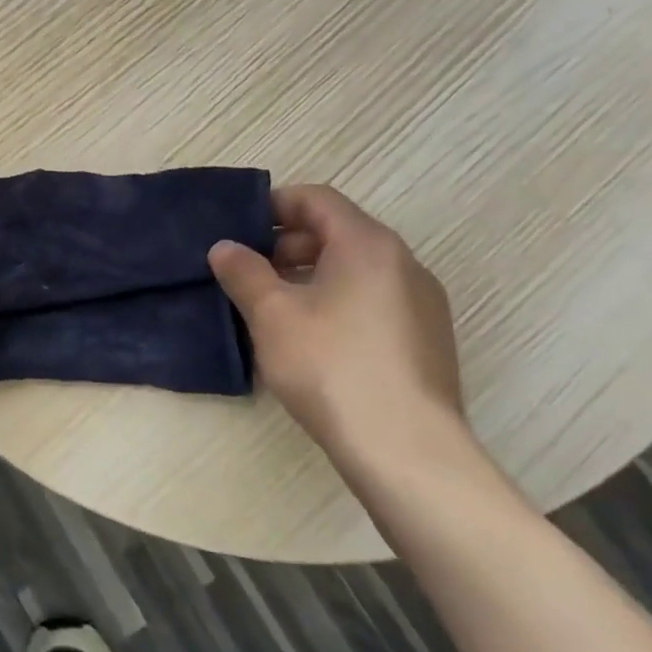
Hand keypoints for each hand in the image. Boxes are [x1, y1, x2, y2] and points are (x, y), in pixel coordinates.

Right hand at [208, 185, 469, 472]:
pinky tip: (311, 342)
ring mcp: (422, 304)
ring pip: (355, 270)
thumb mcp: (271, 314)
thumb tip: (225, 247)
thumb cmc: (332, 366)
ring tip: (274, 309)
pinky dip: (338, 303)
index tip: (238, 229)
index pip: (316, 199)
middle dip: (288, 245)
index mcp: (368, 244)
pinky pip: (373, 302)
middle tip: (250, 272)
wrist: (408, 453)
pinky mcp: (427, 342)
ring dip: (310, 276)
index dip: (273, 205)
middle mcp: (403, 263)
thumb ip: (243, 271)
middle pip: (337, 232)